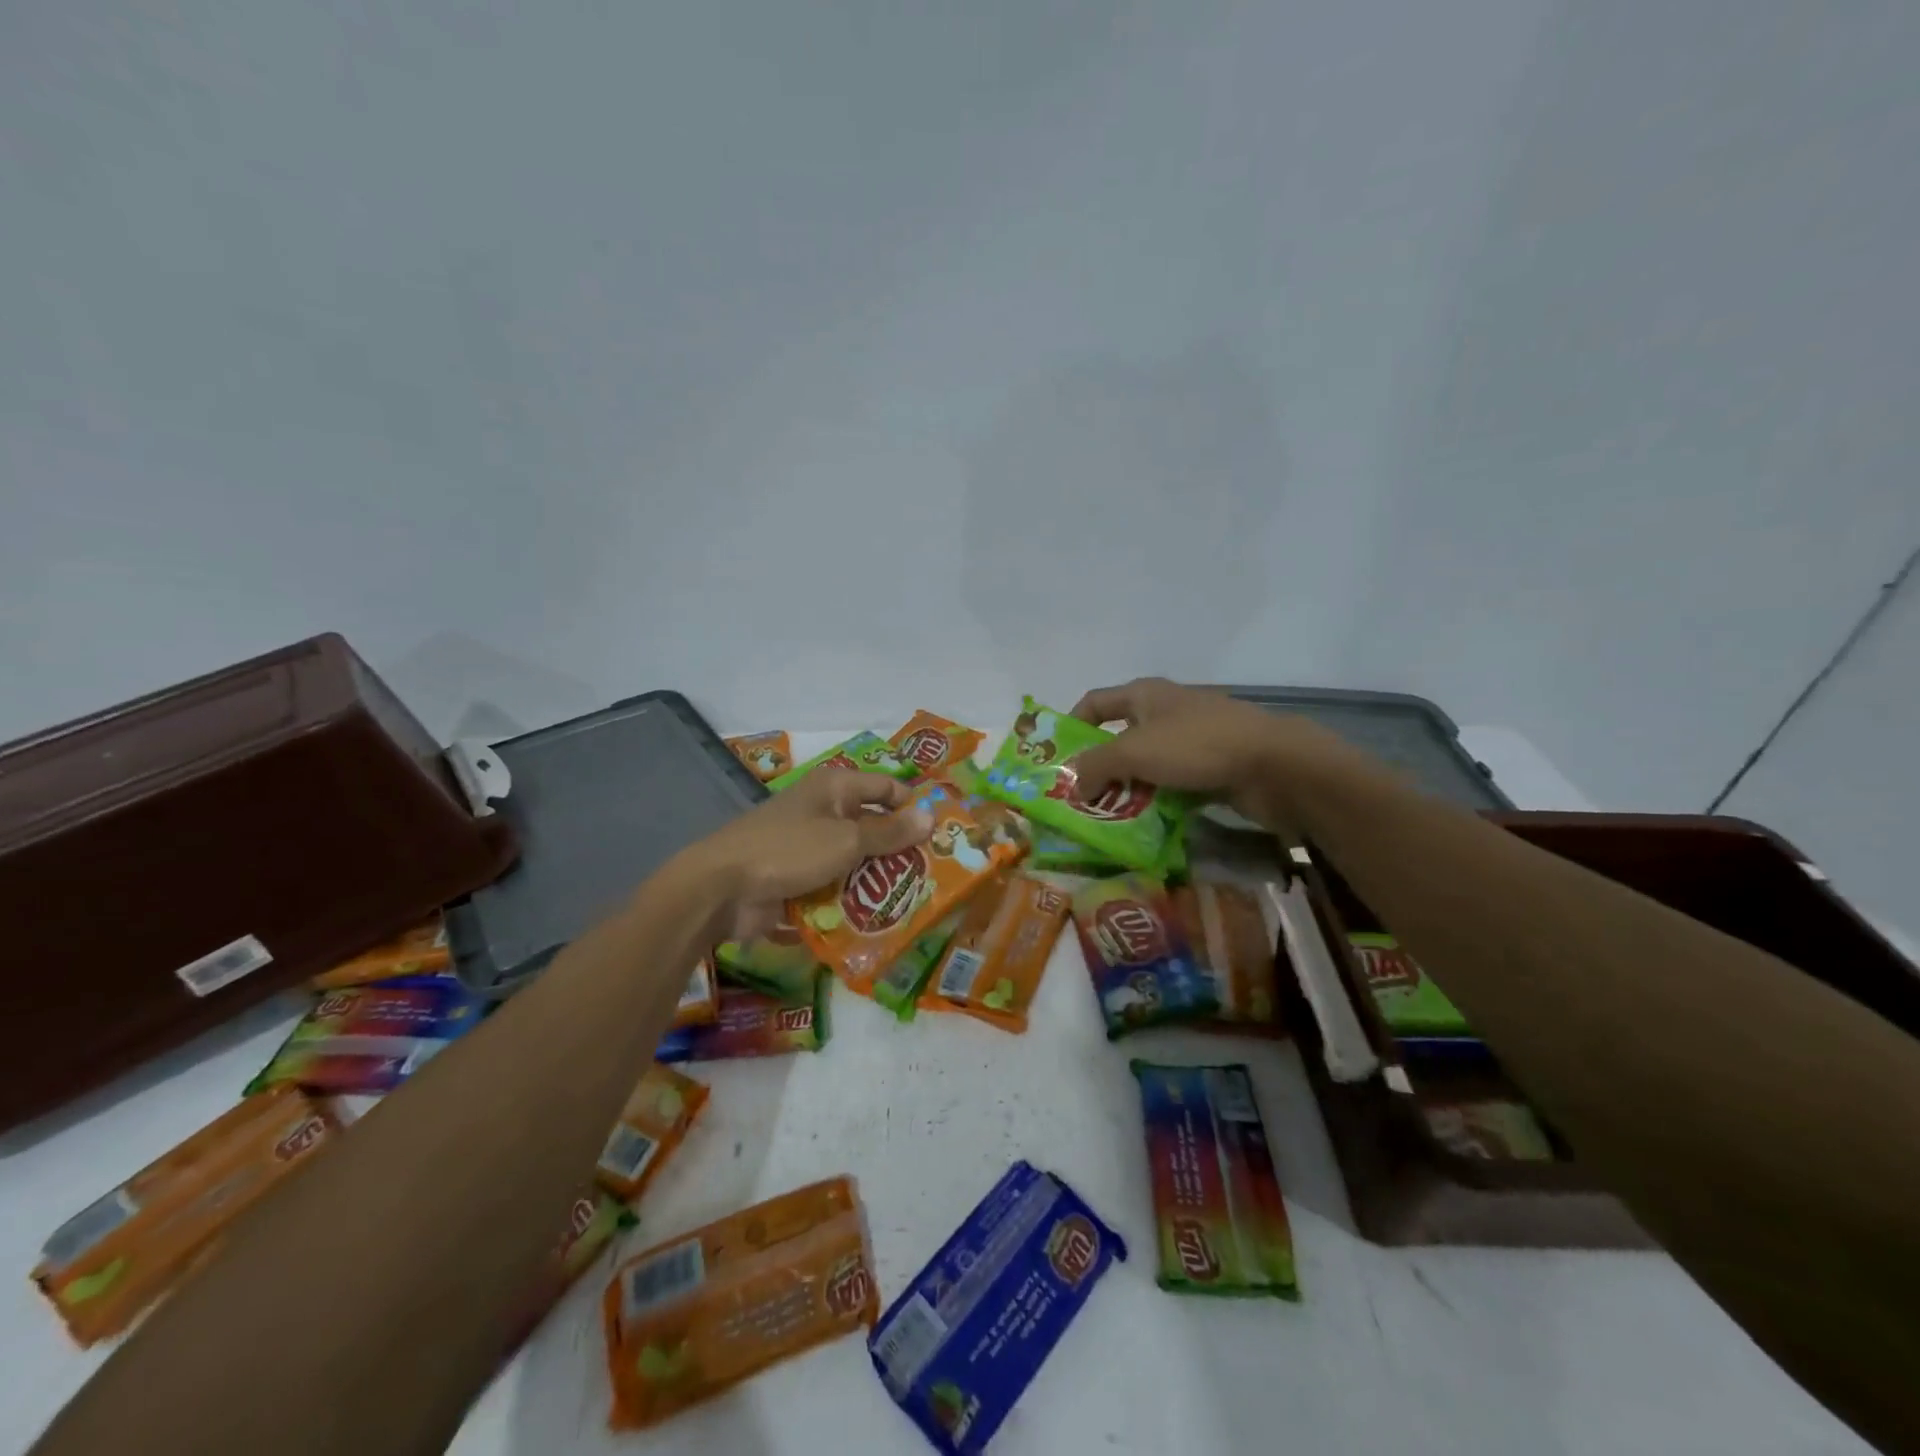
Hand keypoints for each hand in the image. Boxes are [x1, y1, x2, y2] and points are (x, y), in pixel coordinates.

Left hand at [688, 769, 932, 941]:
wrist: (722, 889)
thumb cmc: (789, 850)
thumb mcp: (847, 840)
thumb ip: (890, 833)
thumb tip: (931, 817)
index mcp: (835, 788)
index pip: (885, 787)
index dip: (912, 805)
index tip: (939, 833)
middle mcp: (823, 811)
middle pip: (872, 826)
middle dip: (898, 849)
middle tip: (933, 874)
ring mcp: (808, 847)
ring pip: (855, 860)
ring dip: (876, 879)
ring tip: (912, 902)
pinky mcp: (797, 879)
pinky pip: (834, 885)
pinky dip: (851, 899)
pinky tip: (876, 920)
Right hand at [1069, 678, 1348, 828]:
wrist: (1275, 765)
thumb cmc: (1196, 745)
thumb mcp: (1134, 752)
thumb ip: (1095, 766)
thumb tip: (1073, 785)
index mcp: (1144, 695)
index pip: (1094, 702)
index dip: (1071, 725)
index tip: (1056, 759)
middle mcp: (1165, 712)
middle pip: (1119, 737)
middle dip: (1098, 767)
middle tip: (1079, 800)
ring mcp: (1192, 740)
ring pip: (1146, 765)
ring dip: (1126, 789)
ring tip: (1106, 819)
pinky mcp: (1211, 768)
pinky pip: (1172, 784)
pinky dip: (1156, 801)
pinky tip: (1144, 825)